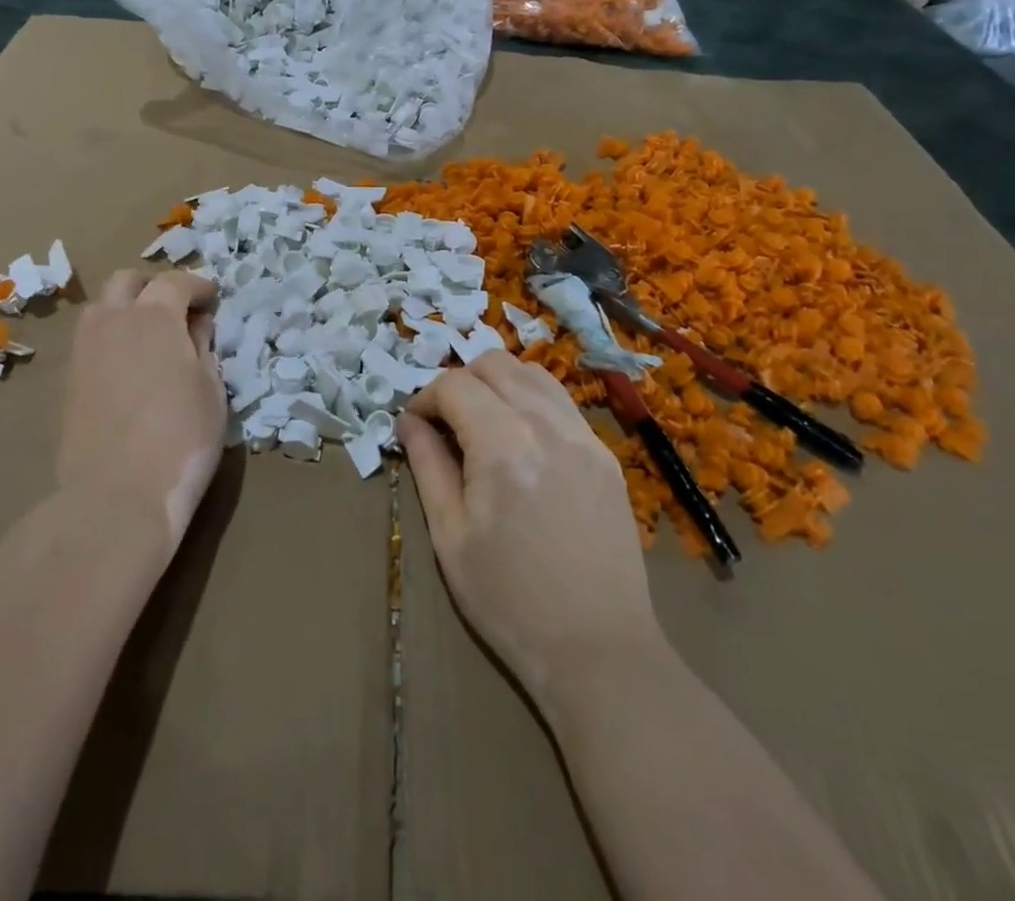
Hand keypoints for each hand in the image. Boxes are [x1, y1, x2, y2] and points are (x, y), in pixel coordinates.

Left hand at [57, 269, 225, 550]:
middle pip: (127, 281)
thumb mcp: (211, 389)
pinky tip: (129, 365)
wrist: (115, 496)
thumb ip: (203, 347)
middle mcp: (113, 321)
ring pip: (101, 308)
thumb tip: (197, 325)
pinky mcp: (69, 380)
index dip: (197, 286)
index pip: (174, 281)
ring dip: (126, 308)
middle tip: (178, 309)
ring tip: (150, 336)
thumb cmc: (181, 439)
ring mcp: (84, 350)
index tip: (212, 299)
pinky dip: (111, 337)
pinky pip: (90, 340)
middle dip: (154, 286)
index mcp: (154, 316)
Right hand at [399, 352, 664, 706]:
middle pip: (495, 364)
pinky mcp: (605, 455)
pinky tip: (521, 441)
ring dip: (497, 383)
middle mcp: (547, 424)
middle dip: (460, 381)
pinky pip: (562, 403)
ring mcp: (584, 436)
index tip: (413, 426)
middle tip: (445, 422)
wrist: (598, 650)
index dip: (424, 397)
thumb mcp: (451, 535)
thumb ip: (427, 465)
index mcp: (504, 444)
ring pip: (533, 373)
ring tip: (482, 424)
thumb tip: (408, 422)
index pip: (455, 385)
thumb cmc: (509, 600)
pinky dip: (531, 401)